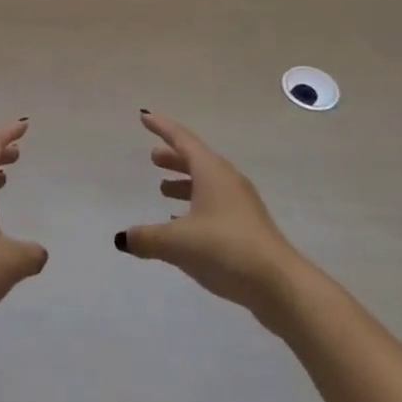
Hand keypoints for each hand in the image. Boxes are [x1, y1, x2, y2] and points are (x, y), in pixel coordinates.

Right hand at [116, 111, 303, 324]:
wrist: (280, 285)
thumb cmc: (225, 249)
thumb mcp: (178, 243)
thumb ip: (148, 238)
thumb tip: (122, 238)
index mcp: (211, 171)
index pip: (182, 139)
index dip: (161, 127)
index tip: (144, 116)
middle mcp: (227, 180)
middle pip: (196, 159)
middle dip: (173, 157)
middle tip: (153, 157)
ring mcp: (241, 204)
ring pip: (206, 183)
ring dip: (184, 183)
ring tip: (163, 190)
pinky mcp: (248, 227)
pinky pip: (215, 204)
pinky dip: (196, 206)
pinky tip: (183, 225)